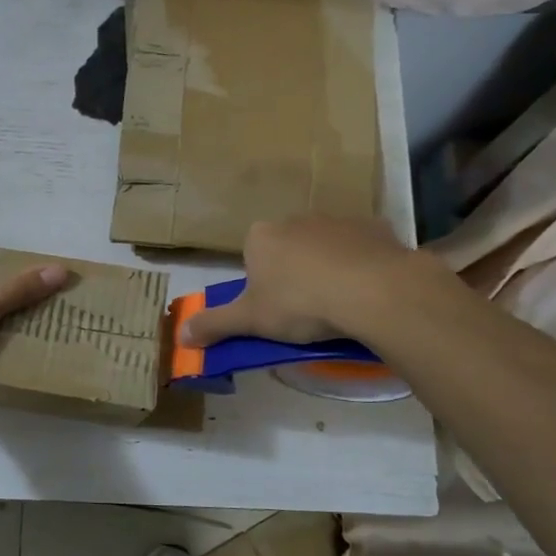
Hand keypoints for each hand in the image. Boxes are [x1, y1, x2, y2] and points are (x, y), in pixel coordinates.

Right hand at [180, 216, 417, 346]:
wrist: (373, 291)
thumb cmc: (300, 303)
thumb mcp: (250, 321)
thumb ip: (214, 325)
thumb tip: (180, 335)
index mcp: (261, 236)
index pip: (252, 256)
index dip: (260, 284)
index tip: (274, 309)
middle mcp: (296, 219)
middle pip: (288, 249)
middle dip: (294, 274)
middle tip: (305, 311)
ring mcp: (338, 220)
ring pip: (325, 247)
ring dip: (328, 269)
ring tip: (339, 304)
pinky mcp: (375, 228)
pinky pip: (362, 249)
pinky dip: (362, 266)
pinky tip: (367, 292)